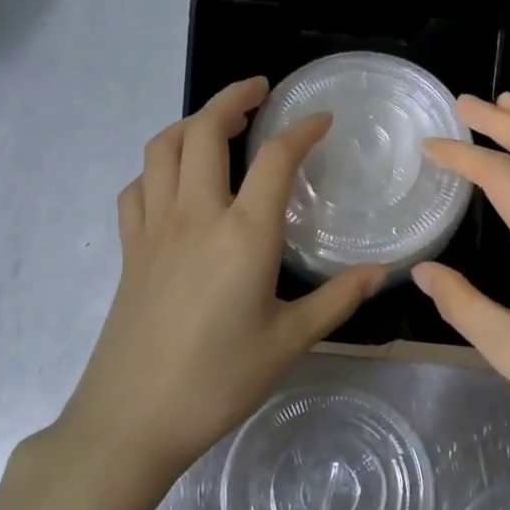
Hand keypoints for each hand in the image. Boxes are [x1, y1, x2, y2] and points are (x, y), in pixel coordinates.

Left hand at [57, 77, 383, 479]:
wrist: (133, 417)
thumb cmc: (219, 381)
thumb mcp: (289, 342)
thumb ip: (337, 299)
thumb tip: (381, 272)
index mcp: (244, 234)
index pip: (275, 159)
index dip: (301, 130)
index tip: (321, 118)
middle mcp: (195, 215)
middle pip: (205, 131)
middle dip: (233, 98)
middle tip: (260, 92)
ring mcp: (154, 227)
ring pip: (163, 148)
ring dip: (190, 123)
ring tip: (217, 123)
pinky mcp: (128, 247)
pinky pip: (137, 187)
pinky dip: (157, 167)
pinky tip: (175, 181)